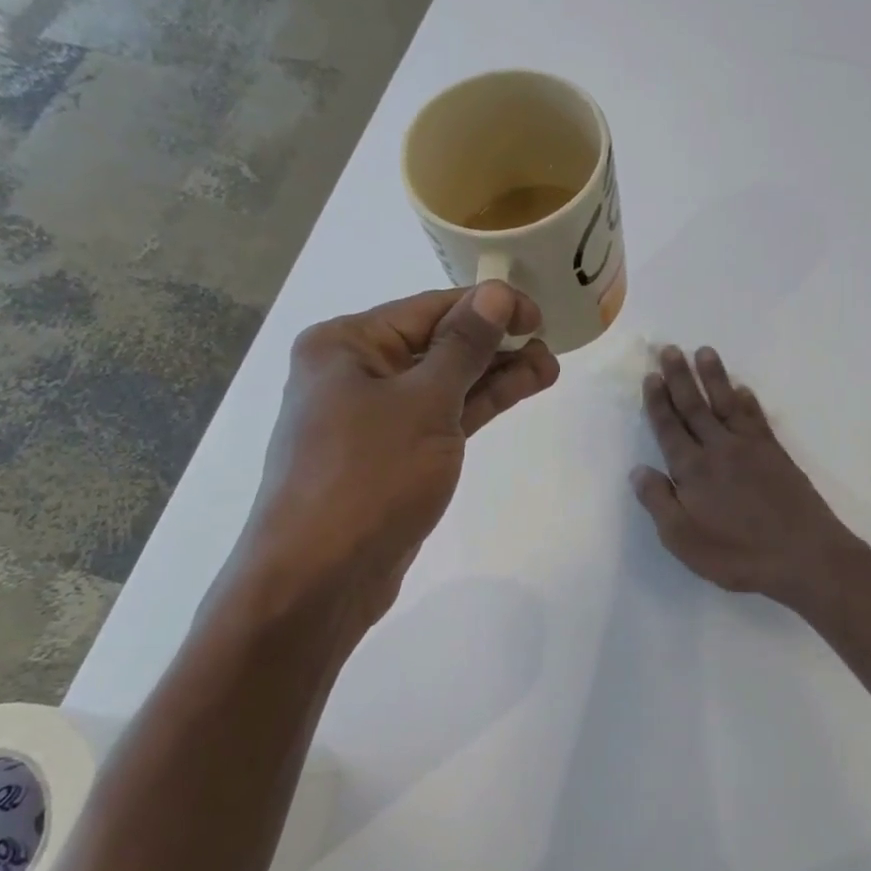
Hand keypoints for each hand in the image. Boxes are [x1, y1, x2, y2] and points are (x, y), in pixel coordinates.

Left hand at [236, 283, 558, 623]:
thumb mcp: (424, 403)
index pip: (428, 309)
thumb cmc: (368, 476)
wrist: (320, 577)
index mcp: (346, 345)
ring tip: (549, 368)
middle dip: (494, 343)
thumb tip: (495, 293)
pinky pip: (440, 418)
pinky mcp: (393, 457)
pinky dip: (477, 406)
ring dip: (494, 375)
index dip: (487, 306)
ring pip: (444, 384)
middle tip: (549, 344)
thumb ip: (464, 347)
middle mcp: (355, 373)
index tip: (538, 314)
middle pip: (436, 345)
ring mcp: (373, 418)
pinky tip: (518, 391)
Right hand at [632, 346, 859, 608]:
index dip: (658, 402)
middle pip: (695, 406)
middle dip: (680, 378)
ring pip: (726, 404)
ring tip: (704, 352)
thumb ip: (658, 502)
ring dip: (714, 377)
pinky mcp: (776, 454)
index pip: (669, 428)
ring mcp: (750, 448)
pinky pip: (757, 418)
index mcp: (691, 469)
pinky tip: (743, 390)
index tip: (651, 376)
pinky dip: (748, 401)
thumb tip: (639, 470)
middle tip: (670, 349)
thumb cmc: (736, 554)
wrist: (802, 556)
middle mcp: (718, 449)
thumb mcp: (682, 539)